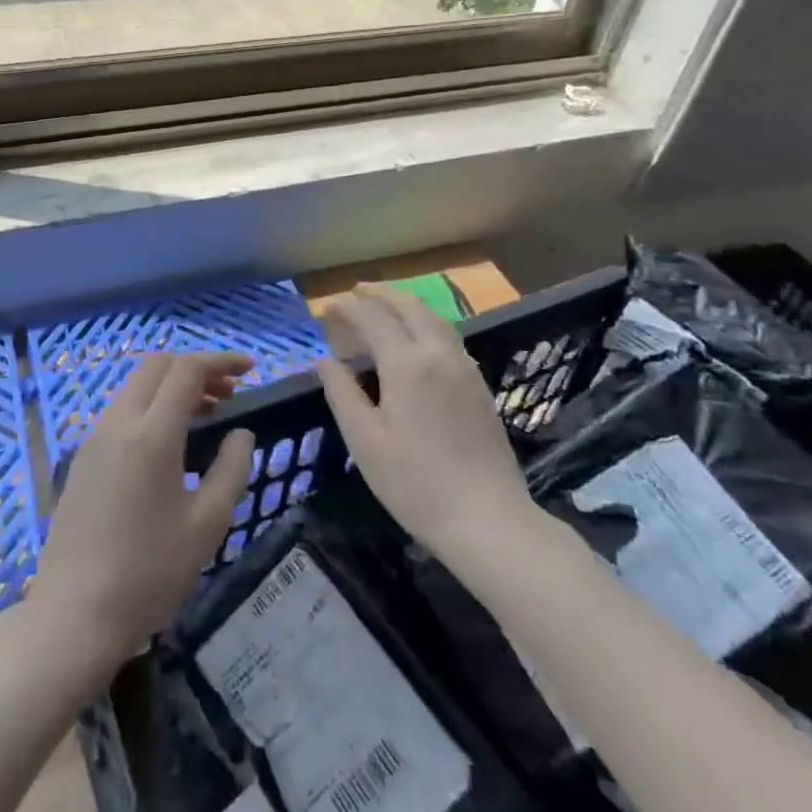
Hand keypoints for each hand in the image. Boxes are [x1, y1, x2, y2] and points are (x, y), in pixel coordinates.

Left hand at [28, 353, 256, 679]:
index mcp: (150, 434)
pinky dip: (152, 407)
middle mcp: (117, 424)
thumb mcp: (207, 525)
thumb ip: (231, 469)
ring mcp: (93, 441)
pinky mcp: (82, 461)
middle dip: (196, 369)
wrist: (72, 618)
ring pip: (136, 388)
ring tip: (206, 415)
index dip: (221, 361)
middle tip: (229, 394)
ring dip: (172, 387)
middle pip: (157, 367)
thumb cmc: (149, 574)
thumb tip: (240, 434)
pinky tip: (170, 443)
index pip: (186, 370)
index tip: (251, 370)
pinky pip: (122, 412)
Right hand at [317, 284, 531, 561]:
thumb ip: (342, 393)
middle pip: (408, 306)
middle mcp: (438, 353)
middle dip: (379, 294)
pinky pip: (448, 335)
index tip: (326, 307)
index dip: (347, 307)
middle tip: (355, 292)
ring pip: (433, 318)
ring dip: (405, 304)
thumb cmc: (415, 483)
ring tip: (384, 305)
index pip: (373, 318)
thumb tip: (324, 360)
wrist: (488, 519)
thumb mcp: (365, 441)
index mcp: (407, 363)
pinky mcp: (479, 385)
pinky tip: (418, 338)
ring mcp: (464, 367)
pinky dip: (426, 322)